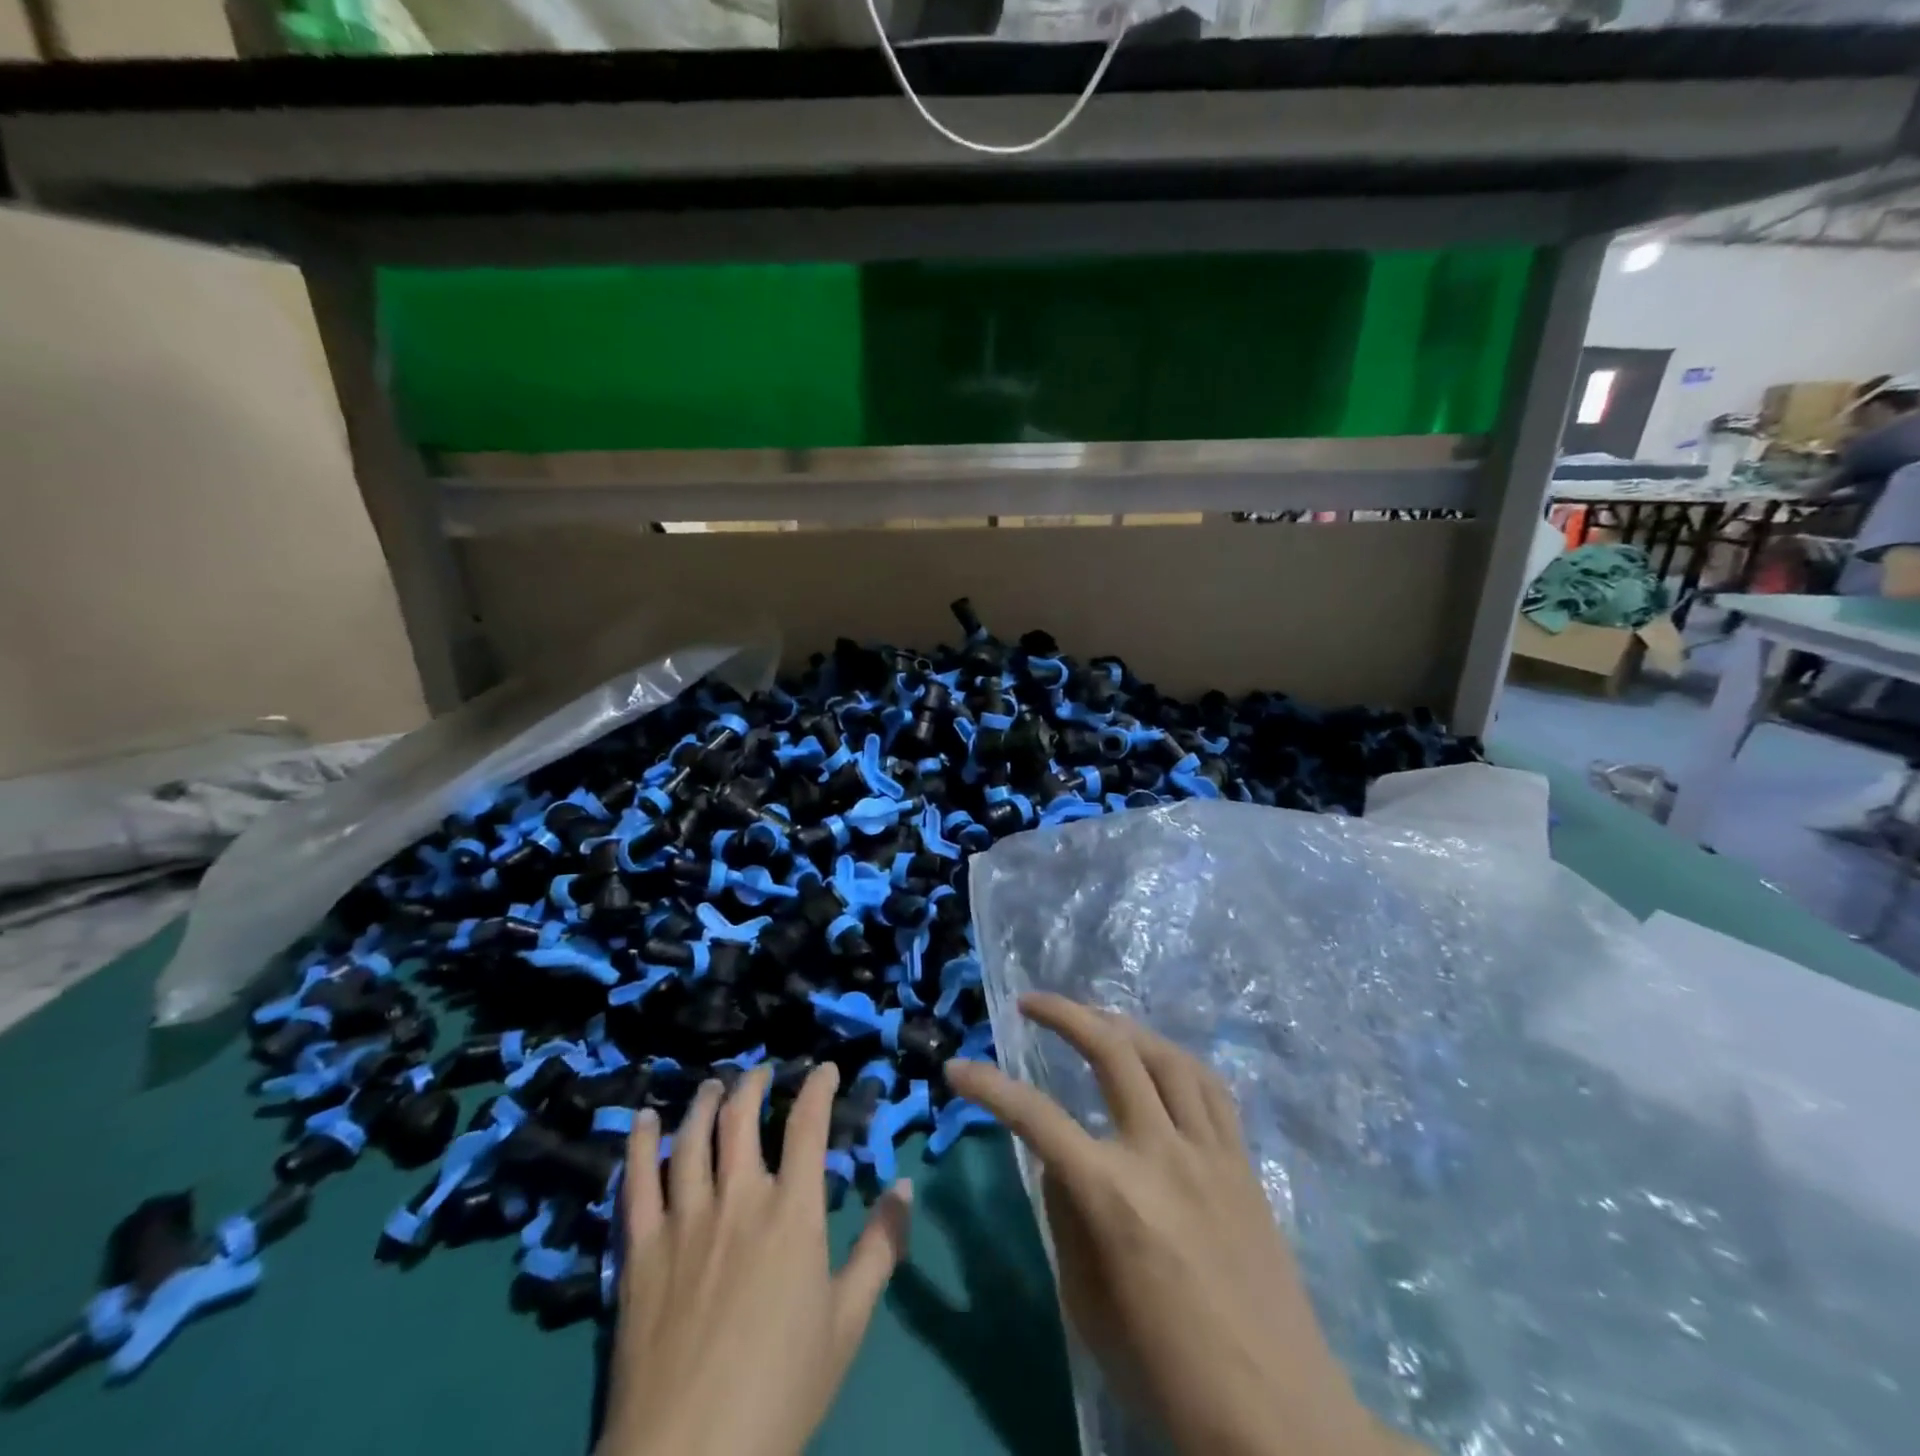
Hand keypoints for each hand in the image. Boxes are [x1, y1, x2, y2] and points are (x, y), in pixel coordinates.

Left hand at [598, 1065, 913, 1455]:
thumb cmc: (782, 1389)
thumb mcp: (848, 1322)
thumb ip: (880, 1247)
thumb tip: (904, 1186)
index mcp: (792, 1212)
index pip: (808, 1125)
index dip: (819, 1087)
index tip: (826, 1069)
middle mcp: (739, 1198)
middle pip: (742, 1118)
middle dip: (754, 1085)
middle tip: (761, 1072)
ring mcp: (684, 1219)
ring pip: (692, 1137)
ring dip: (704, 1102)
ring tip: (712, 1086)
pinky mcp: (641, 1249)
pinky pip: (637, 1180)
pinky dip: (639, 1143)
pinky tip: (642, 1119)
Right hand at [948, 994, 1404, 1455]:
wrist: (1279, 1420)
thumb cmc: (1169, 1377)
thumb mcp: (1088, 1307)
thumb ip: (1067, 1218)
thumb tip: (1059, 1161)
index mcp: (1113, 1196)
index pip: (1036, 1118)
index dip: (989, 1086)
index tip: (957, 1068)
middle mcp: (1161, 1153)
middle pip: (1111, 1052)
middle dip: (1064, 1014)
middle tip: (1030, 1002)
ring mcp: (1210, 1151)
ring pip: (1165, 1055)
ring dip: (1122, 1025)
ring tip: (1095, 1018)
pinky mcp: (1243, 1162)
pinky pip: (1210, 1087)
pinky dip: (1176, 1060)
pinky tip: (1159, 1060)